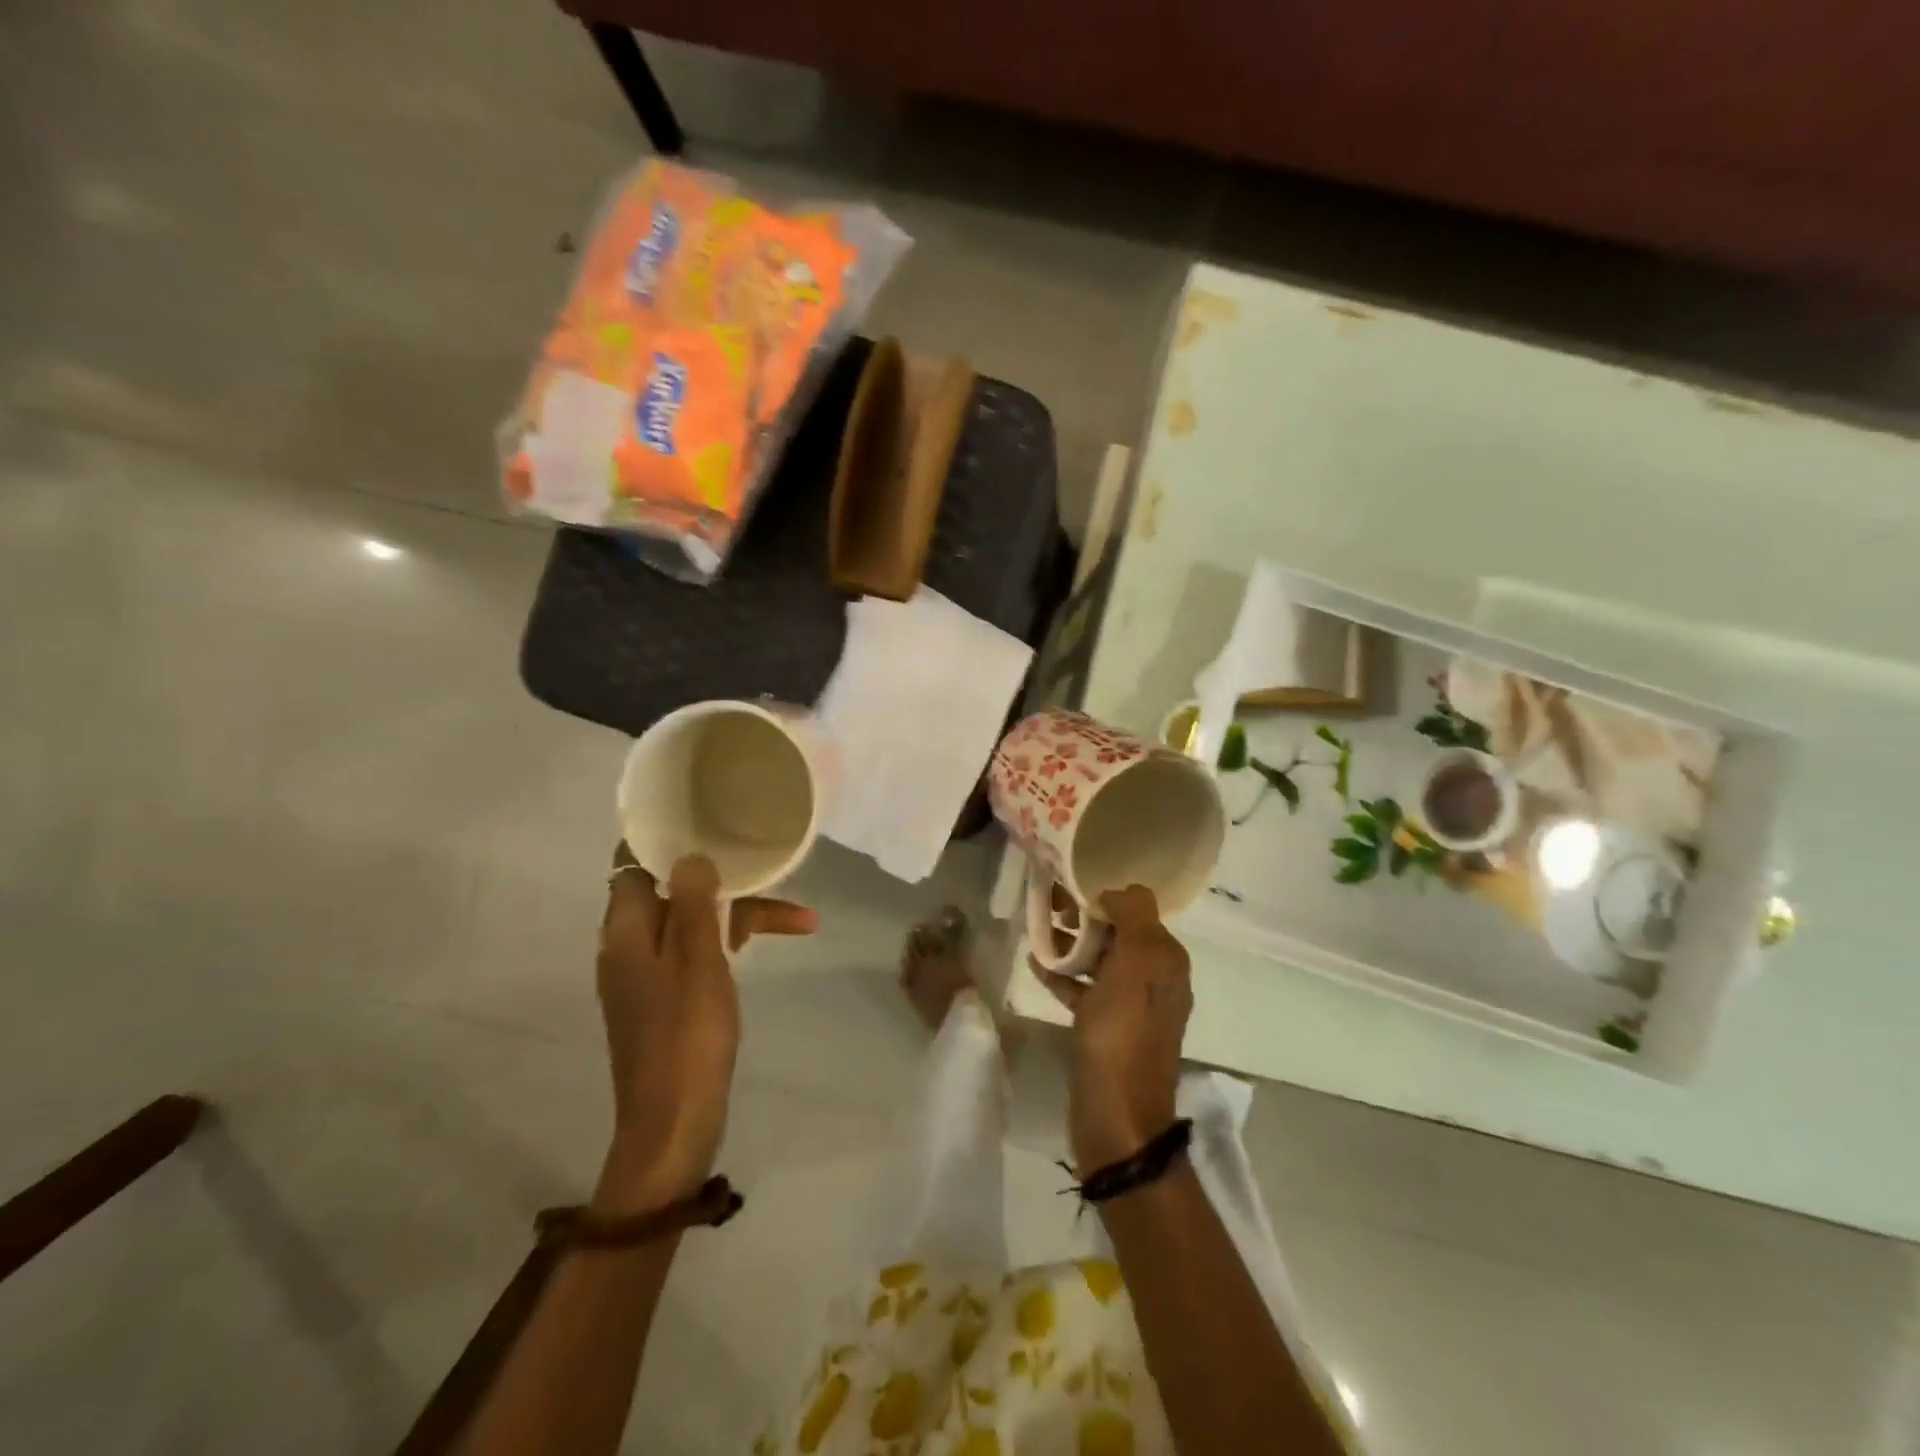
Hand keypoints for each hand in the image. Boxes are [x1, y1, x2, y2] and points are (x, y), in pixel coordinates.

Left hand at [593, 845, 815, 1212]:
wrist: (672, 1123)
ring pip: (692, 923)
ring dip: (739, 915)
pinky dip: (729, 944)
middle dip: (724, 881)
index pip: (633, 864)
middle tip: (772, 872)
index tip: (704, 820)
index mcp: (626, 931)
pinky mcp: (665, 998)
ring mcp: (647, 974)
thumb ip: (693, 902)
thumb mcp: (697, 960)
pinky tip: (765, 946)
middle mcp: (629, 946)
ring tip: (799, 918)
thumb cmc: (687, 1035)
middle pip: (673, 891)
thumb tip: (691, 855)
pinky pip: (696, 952)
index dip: (662, 839)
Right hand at [1039, 885, 1192, 1171]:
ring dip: (1070, 943)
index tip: (1067, 887)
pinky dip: (1064, 975)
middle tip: (1047, 905)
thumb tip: (1120, 890)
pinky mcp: (1107, 1027)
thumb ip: (1134, 916)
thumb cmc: (1123, 1033)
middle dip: (1083, 916)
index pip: (1136, 909)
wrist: (1116, 1115)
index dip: (1102, 895)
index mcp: (1165, 959)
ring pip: (1099, 959)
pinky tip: (1036, 964)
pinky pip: (1085, 988)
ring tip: (1037, 929)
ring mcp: (1130, 1005)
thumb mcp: (1136, 964)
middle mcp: (1154, 977)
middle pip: (1116, 932)